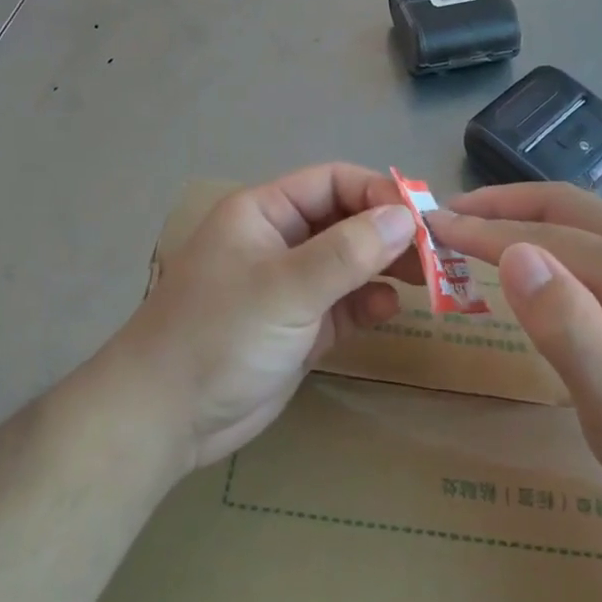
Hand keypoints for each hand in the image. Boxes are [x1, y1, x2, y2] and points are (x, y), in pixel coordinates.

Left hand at [115, 164, 417, 469]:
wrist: (165, 418)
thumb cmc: (220, 335)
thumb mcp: (286, 287)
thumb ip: (348, 251)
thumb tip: (406, 215)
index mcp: (264, 213)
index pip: (332, 182)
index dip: (378, 192)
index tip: (422, 216)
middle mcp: (280, 242)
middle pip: (346, 221)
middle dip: (389, 232)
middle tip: (436, 251)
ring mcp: (290, 287)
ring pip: (350, 263)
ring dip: (387, 267)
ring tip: (429, 278)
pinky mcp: (299, 328)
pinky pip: (344, 304)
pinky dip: (369, 303)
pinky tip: (389, 309)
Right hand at [431, 184, 601, 528]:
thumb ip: (565, 323)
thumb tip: (513, 254)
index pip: (539, 235)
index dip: (478, 230)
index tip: (427, 225)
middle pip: (562, 206)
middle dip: (499, 205)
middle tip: (446, 216)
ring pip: (582, 219)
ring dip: (525, 217)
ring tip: (477, 229)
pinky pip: (598, 240)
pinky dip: (552, 236)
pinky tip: (536, 259)